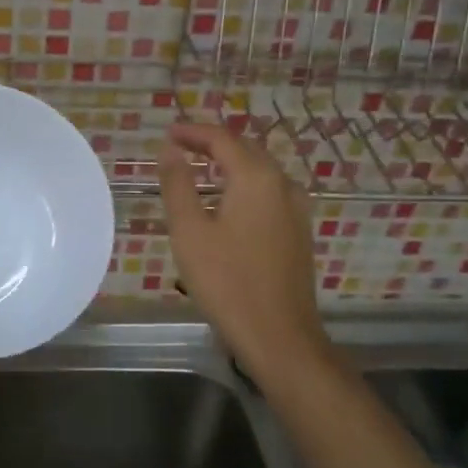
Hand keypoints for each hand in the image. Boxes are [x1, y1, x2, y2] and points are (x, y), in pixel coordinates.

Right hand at [158, 123, 331, 387]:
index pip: (222, 139)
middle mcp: (283, 183)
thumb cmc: (226, 281)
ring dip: (230, 163)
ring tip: (199, 168)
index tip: (168, 132)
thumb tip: (171, 149)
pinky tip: (227, 200)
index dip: (193, 132)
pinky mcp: (299, 230)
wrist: (279, 335)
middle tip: (180, 146)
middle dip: (212, 143)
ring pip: (260, 171)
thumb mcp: (189, 231)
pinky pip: (269, 191)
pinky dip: (244, 184)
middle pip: (245, 149)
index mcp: (256, 177)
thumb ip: (178, 184)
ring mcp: (297, 208)